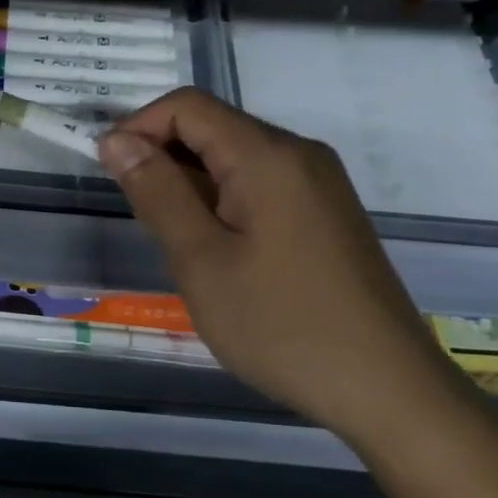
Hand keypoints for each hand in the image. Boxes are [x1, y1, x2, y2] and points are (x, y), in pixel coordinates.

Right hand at [97, 89, 464, 444]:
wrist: (388, 390)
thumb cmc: (282, 325)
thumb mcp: (202, 260)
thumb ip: (157, 192)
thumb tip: (117, 140)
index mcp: (268, 155)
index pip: (188, 107)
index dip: (138, 128)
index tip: (109, 174)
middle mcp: (298, 154)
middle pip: (213, 128)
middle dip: (163, 157)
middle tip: (140, 217)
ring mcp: (319, 184)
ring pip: (235, 159)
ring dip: (191, 183)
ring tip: (175, 241)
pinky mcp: (326, 213)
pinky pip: (260, 185)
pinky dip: (222, 201)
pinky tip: (216, 250)